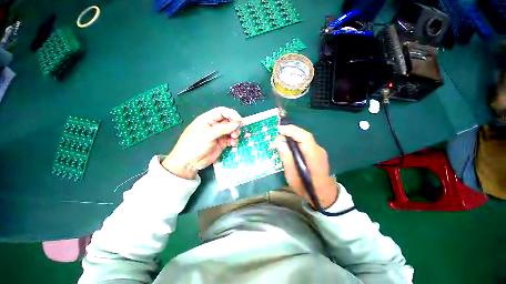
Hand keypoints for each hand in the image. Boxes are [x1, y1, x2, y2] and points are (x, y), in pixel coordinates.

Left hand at [162, 107, 241, 178]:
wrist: (188, 163)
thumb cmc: (194, 146)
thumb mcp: (207, 136)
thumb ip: (222, 129)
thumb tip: (236, 124)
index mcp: (208, 119)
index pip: (222, 112)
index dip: (231, 114)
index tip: (239, 120)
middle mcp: (214, 125)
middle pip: (228, 120)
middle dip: (234, 125)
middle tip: (236, 132)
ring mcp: (218, 135)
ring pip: (231, 130)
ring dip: (235, 133)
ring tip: (234, 138)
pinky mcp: (221, 143)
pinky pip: (230, 139)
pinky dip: (234, 140)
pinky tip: (233, 144)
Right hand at [275, 125, 337, 208]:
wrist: (324, 195)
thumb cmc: (307, 188)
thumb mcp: (293, 177)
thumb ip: (287, 159)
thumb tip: (279, 142)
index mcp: (314, 157)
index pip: (304, 138)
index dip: (292, 131)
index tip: (279, 129)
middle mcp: (319, 151)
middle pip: (304, 135)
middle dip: (290, 132)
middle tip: (277, 137)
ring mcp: (319, 151)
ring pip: (304, 138)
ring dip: (292, 135)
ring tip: (280, 140)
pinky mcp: (317, 152)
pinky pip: (305, 142)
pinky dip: (295, 140)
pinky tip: (288, 145)